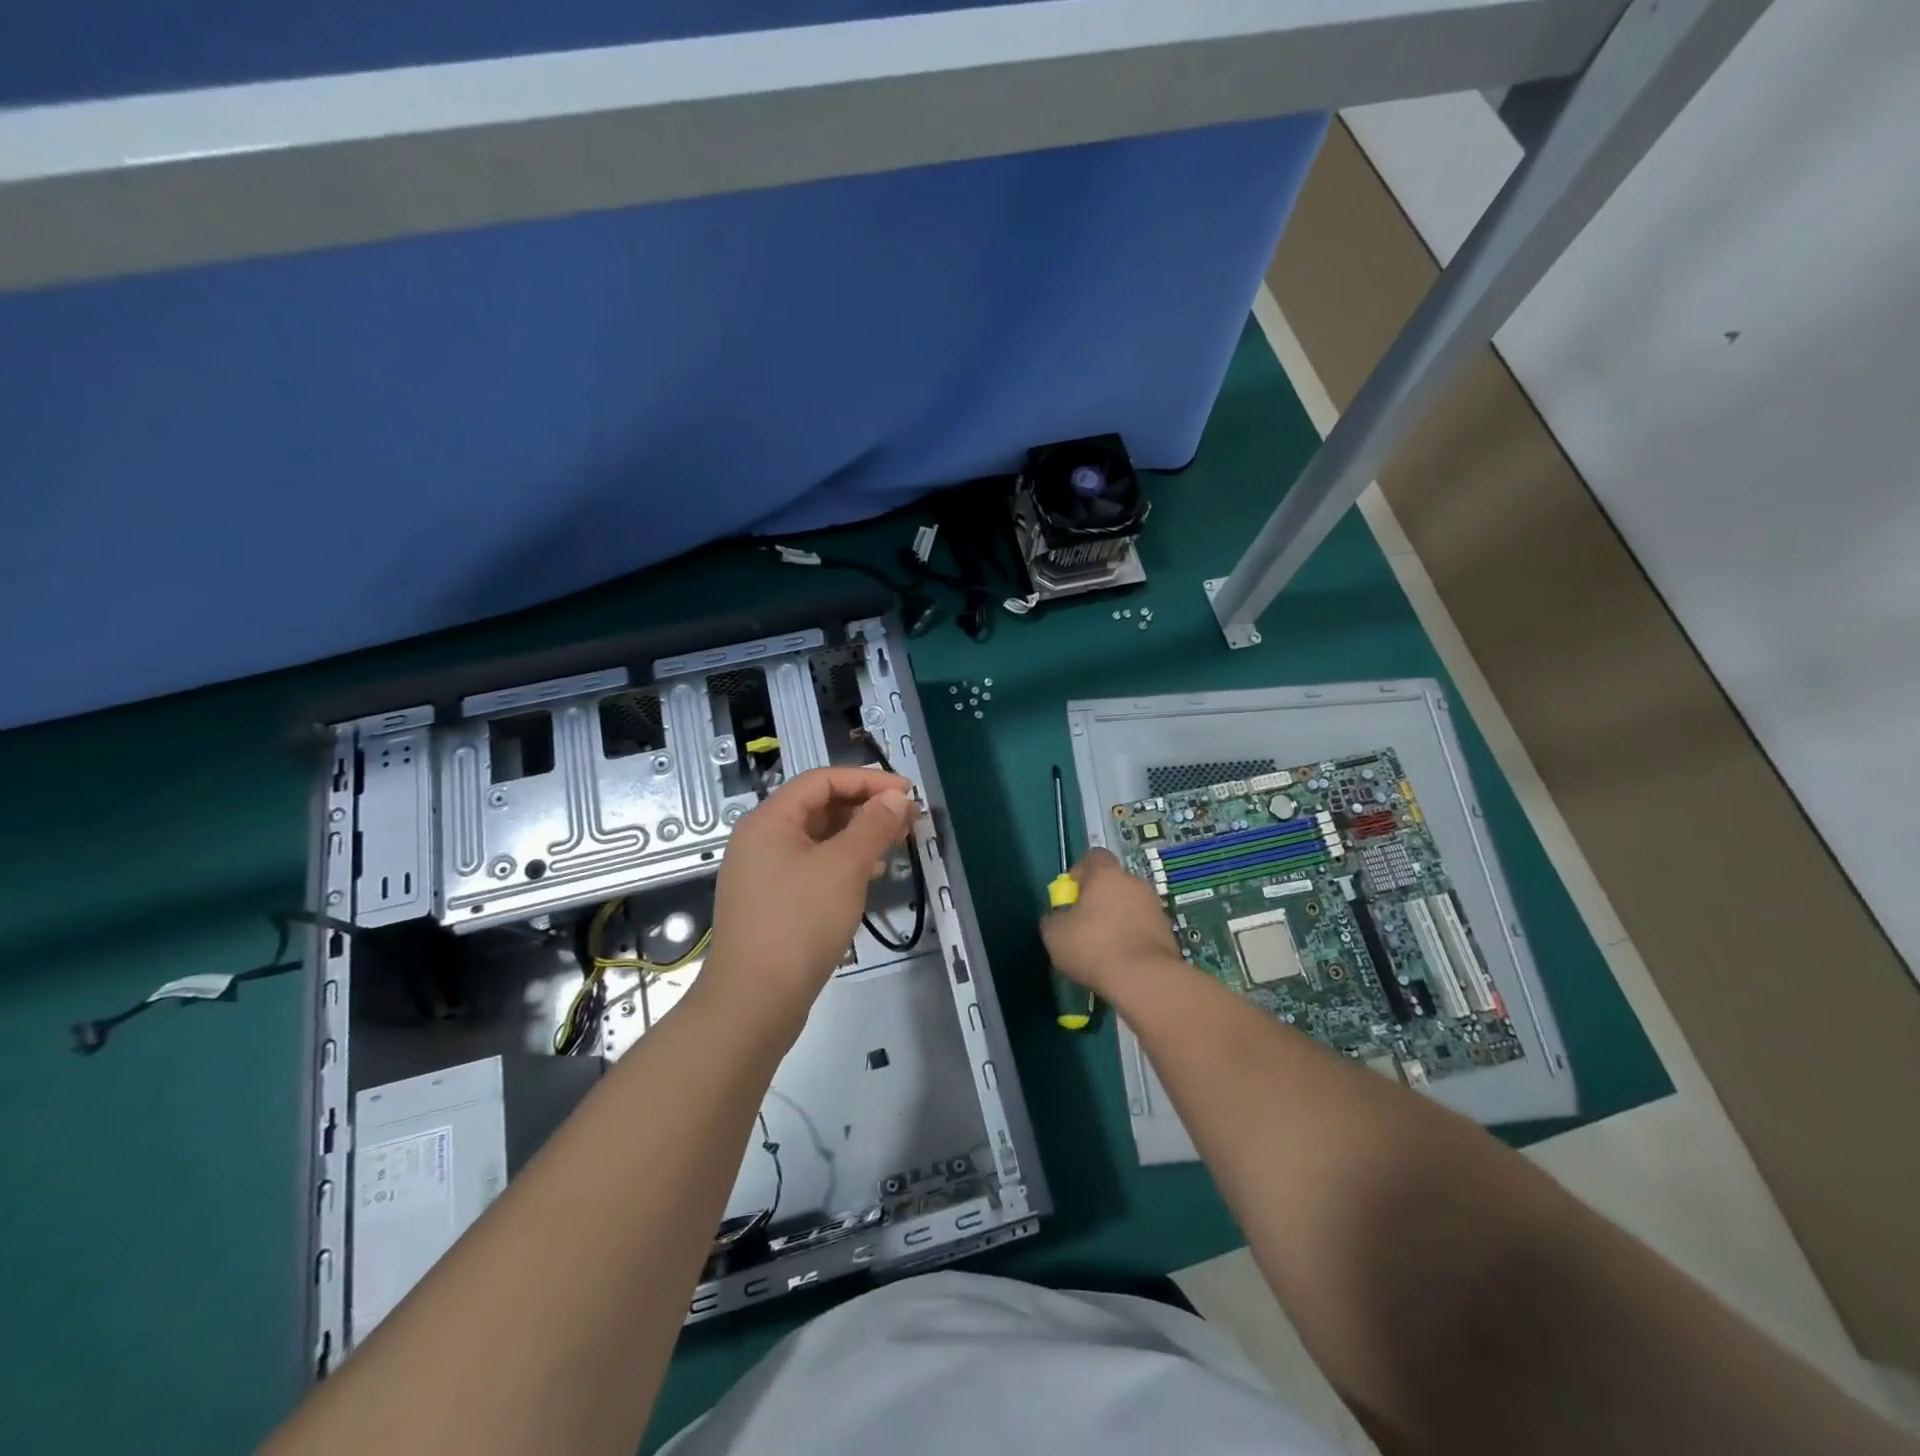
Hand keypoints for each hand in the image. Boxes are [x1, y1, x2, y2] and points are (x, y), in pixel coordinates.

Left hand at [701, 767, 916, 1025]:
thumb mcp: (844, 867)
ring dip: (858, 835)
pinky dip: (843, 862)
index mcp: (770, 820)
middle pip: (819, 806)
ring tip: (896, 845)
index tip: (908, 794)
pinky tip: (870, 875)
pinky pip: (812, 866)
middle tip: (908, 821)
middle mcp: (761, 839)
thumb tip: (897, 797)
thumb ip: (873, 825)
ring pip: (818, 838)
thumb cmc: (799, 923)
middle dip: (866, 808)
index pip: (823, 780)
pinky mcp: (772, 901)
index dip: (868, 780)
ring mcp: (763, 872)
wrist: (754, 1001)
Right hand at [1039, 847, 1183, 1001]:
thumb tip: (1059, 916)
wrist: (1145, 979)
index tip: (1070, 896)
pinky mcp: (1168, 931)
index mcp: (1106, 874)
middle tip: (1084, 925)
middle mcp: (1134, 882)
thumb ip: (1053, 917)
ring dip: (1117, 918)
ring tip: (1104, 947)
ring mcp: (1154, 906)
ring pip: (1129, 905)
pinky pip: (1142, 926)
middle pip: (1112, 882)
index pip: (1093, 857)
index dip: (1079, 873)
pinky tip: (1122, 960)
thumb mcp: (1054, 934)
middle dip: (1099, 899)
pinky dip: (1132, 937)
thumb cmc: (1093, 947)